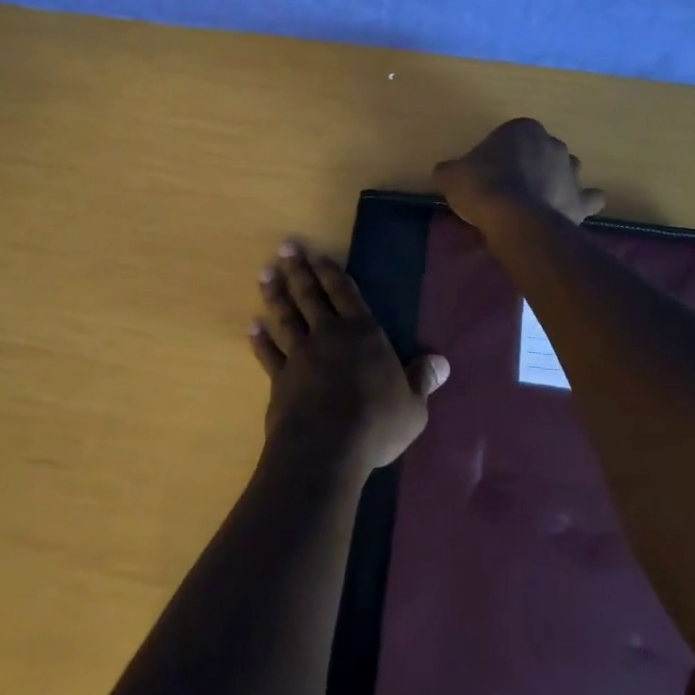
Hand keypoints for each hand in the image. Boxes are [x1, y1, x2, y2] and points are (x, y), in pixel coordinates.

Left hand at [251, 242, 447, 473]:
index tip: (318, 255)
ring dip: (275, 295)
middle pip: (311, 295)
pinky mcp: (280, 378)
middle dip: (298, 270)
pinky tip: (252, 326)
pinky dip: (260, 340)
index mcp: (363, 334)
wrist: (326, 448)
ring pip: (286, 317)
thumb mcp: (412, 406)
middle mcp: (329, 335)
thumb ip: (422, 380)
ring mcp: (300, 355)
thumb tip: (441, 362)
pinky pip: (268, 354)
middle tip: (285, 247)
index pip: (346, 293)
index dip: (332, 272)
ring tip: (265, 275)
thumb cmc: (376, 424)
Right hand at [433, 118, 606, 228]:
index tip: (488, 172)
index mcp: (523, 129)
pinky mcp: (581, 199)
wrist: (512, 217)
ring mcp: (572, 171)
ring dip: (556, 181)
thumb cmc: (481, 186)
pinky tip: (570, 210)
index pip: (511, 136)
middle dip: (531, 165)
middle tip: (510, 187)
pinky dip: (582, 203)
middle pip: (541, 151)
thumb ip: (450, 170)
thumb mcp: (451, 174)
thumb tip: (444, 172)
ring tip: (537, 201)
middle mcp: (553, 143)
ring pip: (567, 170)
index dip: (500, 154)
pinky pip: (589, 198)